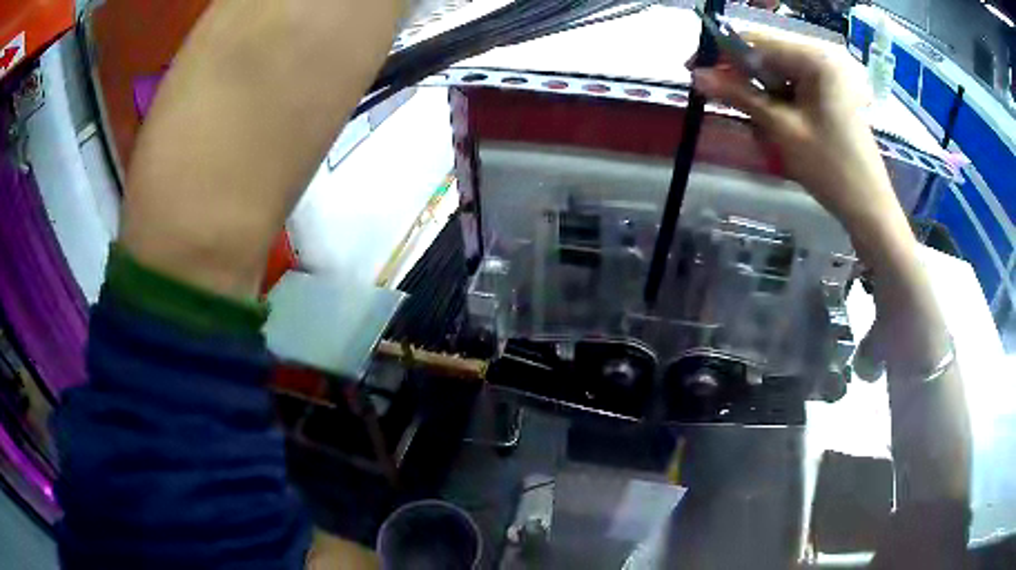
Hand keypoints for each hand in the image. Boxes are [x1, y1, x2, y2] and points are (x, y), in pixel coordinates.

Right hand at [691, 37, 912, 264]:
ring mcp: (830, 76)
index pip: (757, 41)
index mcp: (815, 58)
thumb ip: (739, 96)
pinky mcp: (831, 94)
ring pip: (779, 73)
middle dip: (741, 74)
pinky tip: (772, 122)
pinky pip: (794, 87)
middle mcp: (823, 58)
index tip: (693, 69)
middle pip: (768, 55)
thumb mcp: (782, 129)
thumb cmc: (831, 168)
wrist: (869, 208)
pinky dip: (777, 101)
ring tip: (748, 117)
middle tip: (714, 94)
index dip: (721, 52)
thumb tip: (697, 76)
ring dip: (759, 91)